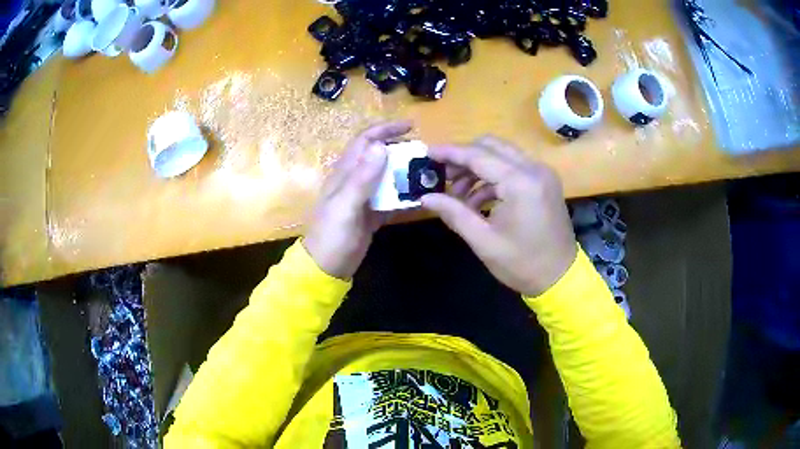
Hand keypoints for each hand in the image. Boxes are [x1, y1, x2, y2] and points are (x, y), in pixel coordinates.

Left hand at [303, 121, 412, 279]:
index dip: (385, 130)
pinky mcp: (371, 214)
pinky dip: (403, 196)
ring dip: (404, 173)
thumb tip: (380, 146)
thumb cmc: (332, 235)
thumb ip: (362, 178)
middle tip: (424, 154)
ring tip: (427, 173)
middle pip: (379, 156)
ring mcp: (363, 197)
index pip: (365, 141)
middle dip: (400, 150)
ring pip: (386, 177)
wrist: (326, 267)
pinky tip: (419, 198)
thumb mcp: (345, 206)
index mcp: (345, 173)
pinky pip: (390, 199)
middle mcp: (354, 180)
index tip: (411, 126)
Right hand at [421, 136, 576, 296]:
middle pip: (491, 146)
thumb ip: (454, 213)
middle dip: (464, 157)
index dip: (450, 153)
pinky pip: (513, 167)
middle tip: (443, 177)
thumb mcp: (484, 241)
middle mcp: (534, 169)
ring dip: (478, 167)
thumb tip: (425, 198)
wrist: (561, 277)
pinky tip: (479, 200)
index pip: (478, 156)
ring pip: (502, 154)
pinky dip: (493, 177)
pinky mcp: (544, 181)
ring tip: (458, 195)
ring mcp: (542, 173)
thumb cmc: (522, 264)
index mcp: (520, 183)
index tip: (427, 153)